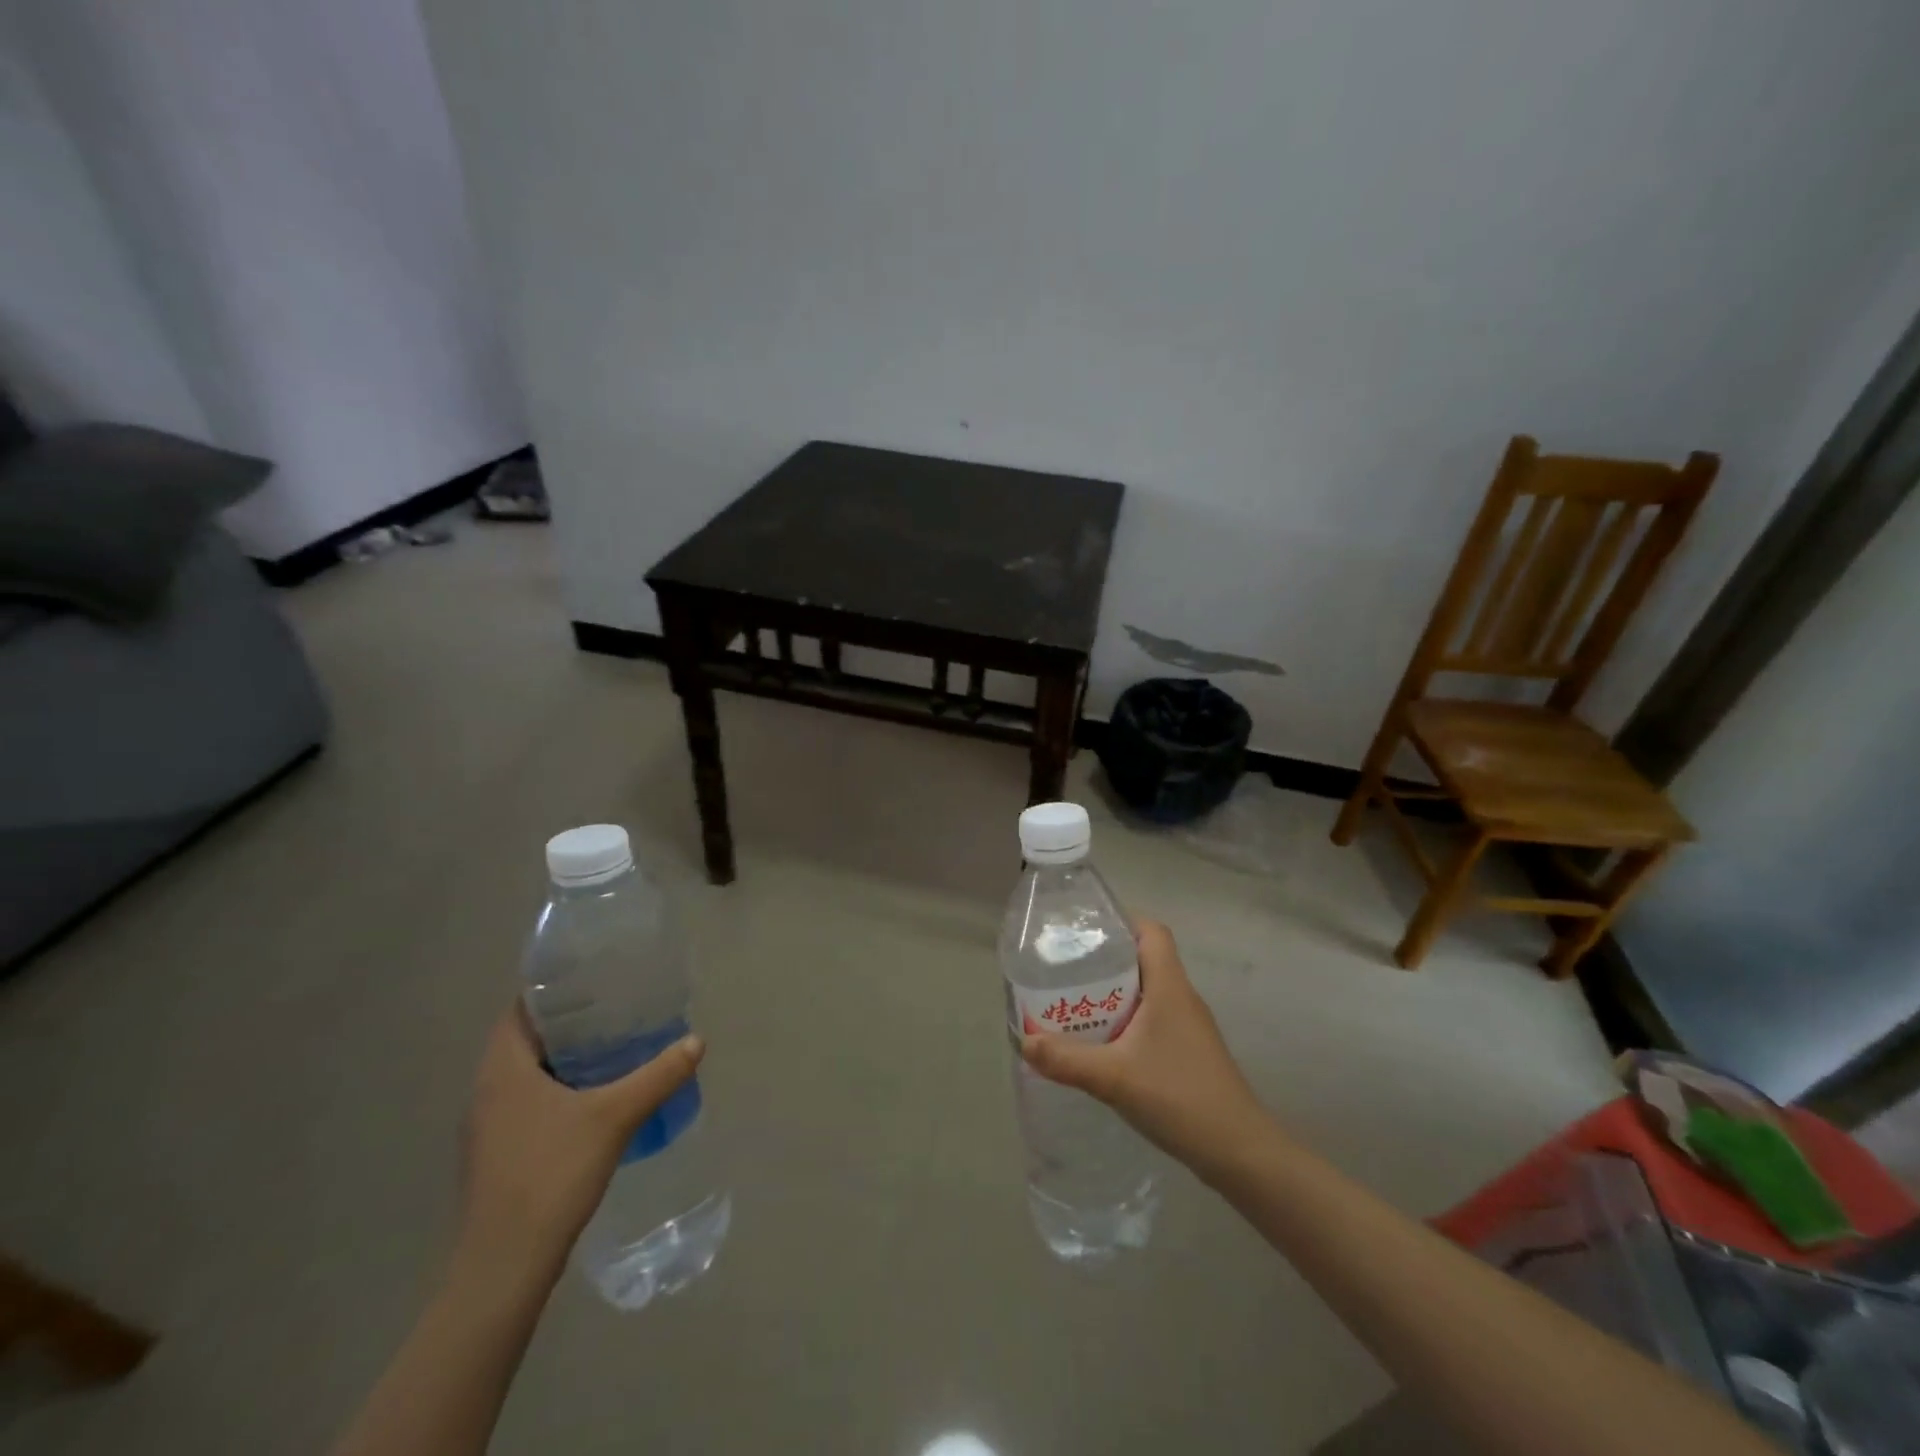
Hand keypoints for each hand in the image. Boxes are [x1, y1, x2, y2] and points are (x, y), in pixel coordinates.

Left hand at [458, 1003, 704, 1272]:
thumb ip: (658, 1075)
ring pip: (526, 1076)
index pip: (519, 1010)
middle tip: (615, 1010)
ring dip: (563, 1059)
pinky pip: (527, 1105)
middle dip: (568, 1023)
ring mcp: (487, 1129)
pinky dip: (557, 1091)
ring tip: (612, 1048)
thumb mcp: (615, 1117)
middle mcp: (485, 1093)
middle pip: (525, 1040)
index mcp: (502, 1071)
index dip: (553, 990)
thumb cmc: (550, 1175)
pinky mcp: (496, 1157)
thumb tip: (697, 1041)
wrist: (504, 1267)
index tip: (594, 980)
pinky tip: (593, 1101)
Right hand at [1021, 920, 1271, 1181]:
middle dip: (1106, 959)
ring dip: (1115, 993)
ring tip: (1076, 1003)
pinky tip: (1103, 1044)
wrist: (1239, 1152)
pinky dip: (1127, 1021)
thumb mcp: (1114, 1077)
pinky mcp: (1189, 1052)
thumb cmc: (1180, 1097)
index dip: (1122, 922)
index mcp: (1170, 986)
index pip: (1152, 931)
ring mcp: (1189, 1026)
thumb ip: (1066, 1059)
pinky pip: (1153, 1019)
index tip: (1086, 931)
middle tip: (1067, 969)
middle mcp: (1182, 997)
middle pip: (1145, 958)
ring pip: (1148, 991)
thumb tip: (1024, 1041)